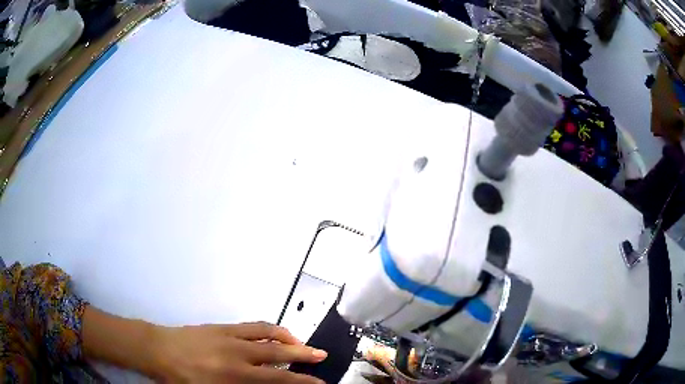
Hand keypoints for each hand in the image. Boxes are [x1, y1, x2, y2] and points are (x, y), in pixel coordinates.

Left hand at [150, 322, 326, 382]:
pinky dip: (269, 329)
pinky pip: (252, 326)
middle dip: (303, 354)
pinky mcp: (222, 326)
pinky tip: (273, 334)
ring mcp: (230, 336)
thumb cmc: (181, 378)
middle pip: (277, 352)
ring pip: (267, 333)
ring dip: (288, 337)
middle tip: (321, 355)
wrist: (158, 350)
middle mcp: (236, 354)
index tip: (318, 383)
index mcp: (233, 374)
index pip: (277, 378)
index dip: (301, 381)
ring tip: (301, 342)